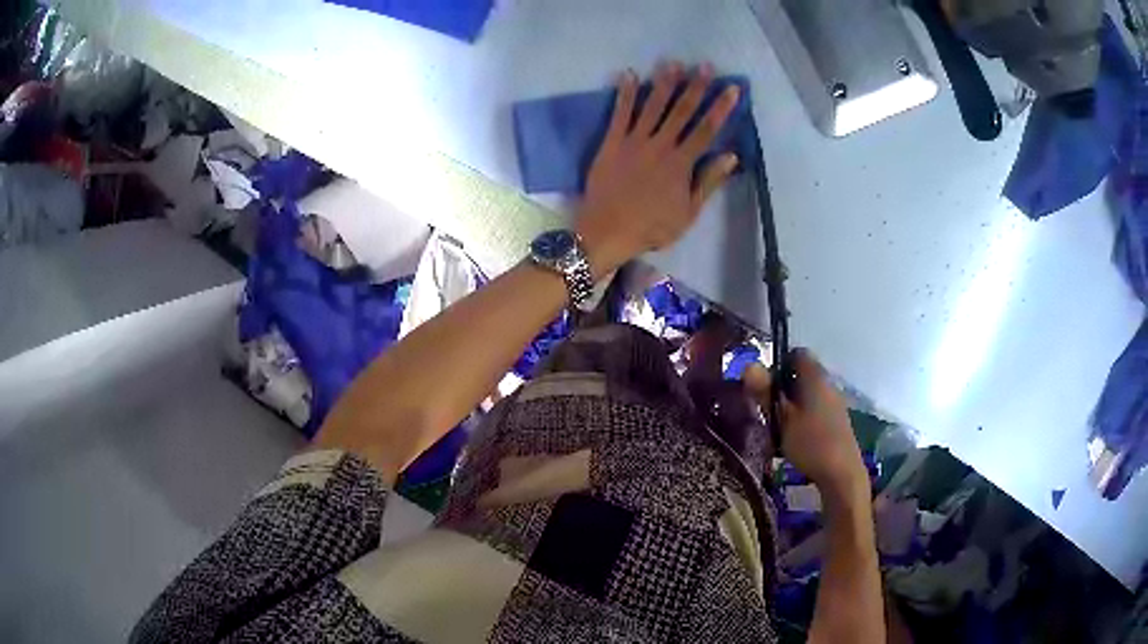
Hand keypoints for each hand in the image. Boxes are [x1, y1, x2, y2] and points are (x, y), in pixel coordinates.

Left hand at [576, 62, 741, 276]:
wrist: (607, 231)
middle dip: (695, 87)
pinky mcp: (611, 142)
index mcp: (681, 163)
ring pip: (652, 106)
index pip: (707, 129)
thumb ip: (708, 182)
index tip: (732, 89)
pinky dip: (624, 93)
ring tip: (673, 63)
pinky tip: (629, 75)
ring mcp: (634, 141)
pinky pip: (620, 113)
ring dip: (664, 83)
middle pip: (681, 111)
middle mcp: (660, 145)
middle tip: (704, 66)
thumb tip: (731, 156)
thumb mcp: (688, 213)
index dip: (721, 108)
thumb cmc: (651, 227)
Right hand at [744, 350, 867, 496]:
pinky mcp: (837, 420)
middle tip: (766, 405)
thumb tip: (748, 365)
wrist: (841, 473)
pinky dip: (803, 414)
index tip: (765, 382)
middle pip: (803, 374)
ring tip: (778, 423)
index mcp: (815, 378)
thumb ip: (765, 393)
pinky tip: (795, 435)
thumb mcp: (782, 419)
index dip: (779, 363)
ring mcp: (835, 402)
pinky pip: (816, 407)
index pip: (797, 354)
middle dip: (784, 386)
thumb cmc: (810, 443)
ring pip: (809, 392)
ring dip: (793, 402)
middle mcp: (828, 384)